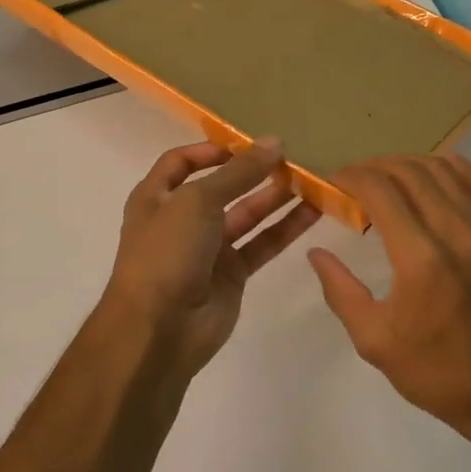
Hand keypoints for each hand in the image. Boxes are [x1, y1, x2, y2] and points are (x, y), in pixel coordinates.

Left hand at [100, 139, 320, 378]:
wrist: (159, 328)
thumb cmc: (167, 252)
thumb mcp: (198, 201)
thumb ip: (239, 172)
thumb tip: (274, 143)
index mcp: (156, 197)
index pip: (181, 162)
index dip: (211, 150)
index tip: (247, 143)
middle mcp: (181, 219)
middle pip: (221, 187)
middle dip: (253, 172)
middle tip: (291, 157)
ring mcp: (208, 249)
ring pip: (247, 215)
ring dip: (275, 197)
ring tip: (311, 179)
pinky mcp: (232, 274)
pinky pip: (262, 243)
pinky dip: (285, 228)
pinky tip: (313, 211)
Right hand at [308, 154, 470, 436]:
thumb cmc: (436, 371)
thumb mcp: (373, 340)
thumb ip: (340, 290)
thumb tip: (316, 252)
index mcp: (419, 258)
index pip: (380, 190)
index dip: (350, 177)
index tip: (332, 182)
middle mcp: (455, 231)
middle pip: (409, 172)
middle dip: (373, 168)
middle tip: (352, 182)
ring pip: (444, 169)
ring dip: (408, 165)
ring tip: (387, 179)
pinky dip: (453, 168)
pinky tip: (434, 176)